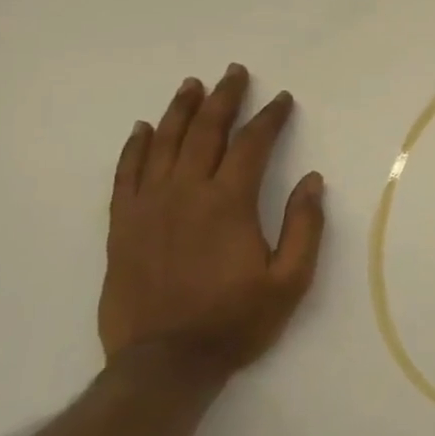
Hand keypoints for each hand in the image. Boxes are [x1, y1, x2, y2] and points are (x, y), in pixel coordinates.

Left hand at [99, 64, 325, 377]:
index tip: (282, 99)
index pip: (251, 145)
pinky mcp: (123, 226)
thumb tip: (311, 179)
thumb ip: (304, 226)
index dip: (269, 118)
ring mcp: (148, 207)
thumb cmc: (236, 320)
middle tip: (234, 73)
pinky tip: (144, 129)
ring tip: (192, 86)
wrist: (165, 363)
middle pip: (205, 132)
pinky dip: (136, 147)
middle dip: (224, 99)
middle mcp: (186, 193)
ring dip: (181, 111)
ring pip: (164, 144)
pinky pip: (127, 174)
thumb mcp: (291, 280)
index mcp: (229, 204)